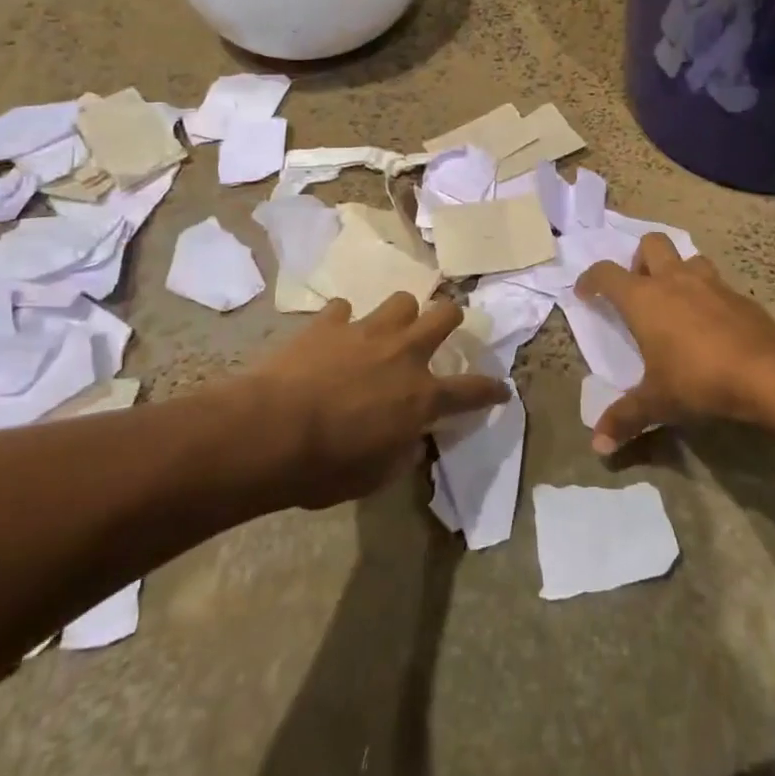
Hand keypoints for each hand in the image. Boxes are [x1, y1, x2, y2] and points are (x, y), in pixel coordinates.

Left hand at [248, 292, 508, 507]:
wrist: (272, 431)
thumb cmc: (327, 466)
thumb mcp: (377, 475)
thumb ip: (403, 450)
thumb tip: (411, 437)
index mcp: (422, 395)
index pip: (472, 391)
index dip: (491, 390)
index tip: (502, 389)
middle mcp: (403, 353)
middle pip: (445, 316)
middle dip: (451, 318)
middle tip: (445, 327)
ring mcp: (366, 331)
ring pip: (401, 300)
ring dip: (401, 314)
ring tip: (389, 328)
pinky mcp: (329, 323)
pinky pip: (343, 309)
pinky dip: (342, 322)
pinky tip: (334, 335)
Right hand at [576, 234, 774, 453]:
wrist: (768, 374)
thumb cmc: (699, 380)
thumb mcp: (657, 403)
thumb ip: (625, 418)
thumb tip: (598, 446)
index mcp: (644, 299)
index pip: (606, 273)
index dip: (591, 279)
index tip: (586, 293)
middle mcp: (674, 280)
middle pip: (651, 243)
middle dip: (640, 259)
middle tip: (639, 290)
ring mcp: (710, 283)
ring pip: (688, 258)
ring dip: (677, 271)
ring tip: (676, 302)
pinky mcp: (740, 296)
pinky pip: (716, 283)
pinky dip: (707, 295)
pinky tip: (711, 324)